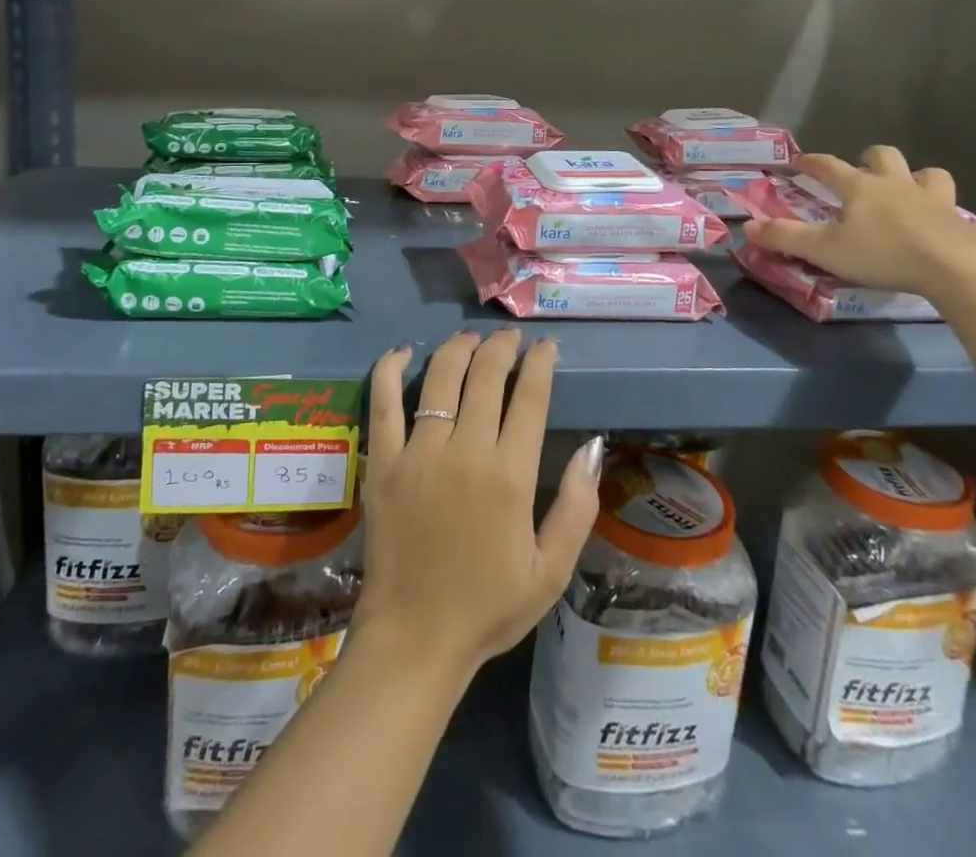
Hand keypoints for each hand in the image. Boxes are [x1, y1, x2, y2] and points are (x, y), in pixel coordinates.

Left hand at [355, 330, 600, 679]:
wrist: (415, 637)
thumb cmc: (488, 606)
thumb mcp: (551, 570)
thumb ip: (577, 506)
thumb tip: (592, 447)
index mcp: (510, 475)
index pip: (529, 397)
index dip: (540, 363)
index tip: (546, 346)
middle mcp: (465, 451)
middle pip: (486, 375)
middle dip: (502, 347)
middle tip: (510, 338)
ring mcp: (419, 452)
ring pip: (441, 377)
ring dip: (458, 348)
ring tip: (470, 338)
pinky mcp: (383, 461)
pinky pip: (384, 402)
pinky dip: (391, 369)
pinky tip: (402, 352)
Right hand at [745, 146, 975, 297]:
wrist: (952, 270)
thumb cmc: (881, 254)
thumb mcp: (824, 249)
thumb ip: (785, 237)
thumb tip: (747, 226)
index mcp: (861, 188)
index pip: (829, 166)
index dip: (811, 161)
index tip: (798, 160)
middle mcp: (899, 186)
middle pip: (885, 157)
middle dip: (872, 158)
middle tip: (864, 171)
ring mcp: (938, 204)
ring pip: (934, 177)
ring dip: (925, 182)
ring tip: (917, 194)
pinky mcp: (970, 228)